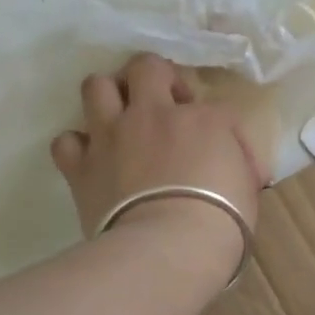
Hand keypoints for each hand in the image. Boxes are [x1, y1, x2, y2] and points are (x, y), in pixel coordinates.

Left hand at [50, 54, 266, 280]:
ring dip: (108, 97)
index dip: (223, 130)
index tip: (226, 159)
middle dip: (155, 77)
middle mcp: (153, 114)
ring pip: (96, 85)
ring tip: (119, 118)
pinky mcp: (82, 165)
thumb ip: (237, 167)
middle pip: (147, 66)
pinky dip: (78, 147)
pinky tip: (92, 159)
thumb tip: (237, 170)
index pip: (216, 107)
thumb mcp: (248, 189)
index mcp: (203, 119)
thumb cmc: (222, 222)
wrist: (169, 248)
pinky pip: (66, 141)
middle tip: (164, 104)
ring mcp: (112, 136)